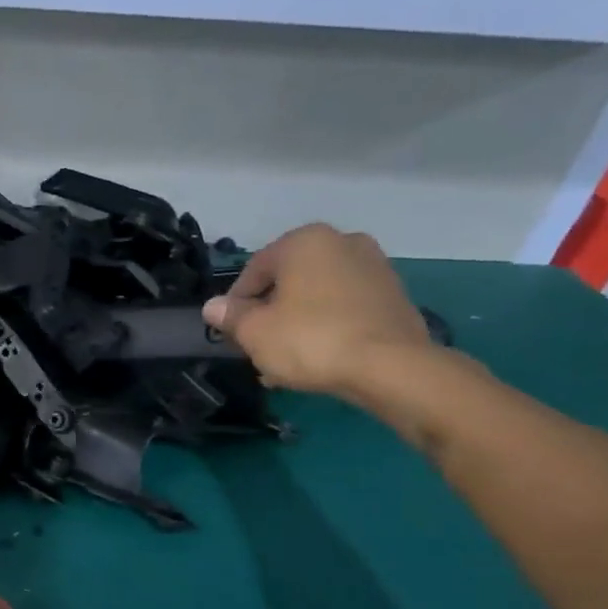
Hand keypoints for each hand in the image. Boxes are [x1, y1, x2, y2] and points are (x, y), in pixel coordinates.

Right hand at [204, 223, 432, 398]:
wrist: (390, 366)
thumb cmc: (310, 339)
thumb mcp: (255, 332)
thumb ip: (231, 316)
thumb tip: (213, 307)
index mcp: (304, 242)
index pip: (254, 269)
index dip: (236, 303)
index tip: (230, 331)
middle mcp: (342, 242)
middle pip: (289, 281)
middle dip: (270, 313)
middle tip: (257, 346)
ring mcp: (374, 267)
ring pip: (317, 296)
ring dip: (297, 322)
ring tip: (284, 360)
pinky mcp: (394, 295)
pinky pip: (345, 308)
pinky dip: (327, 326)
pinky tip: (317, 358)